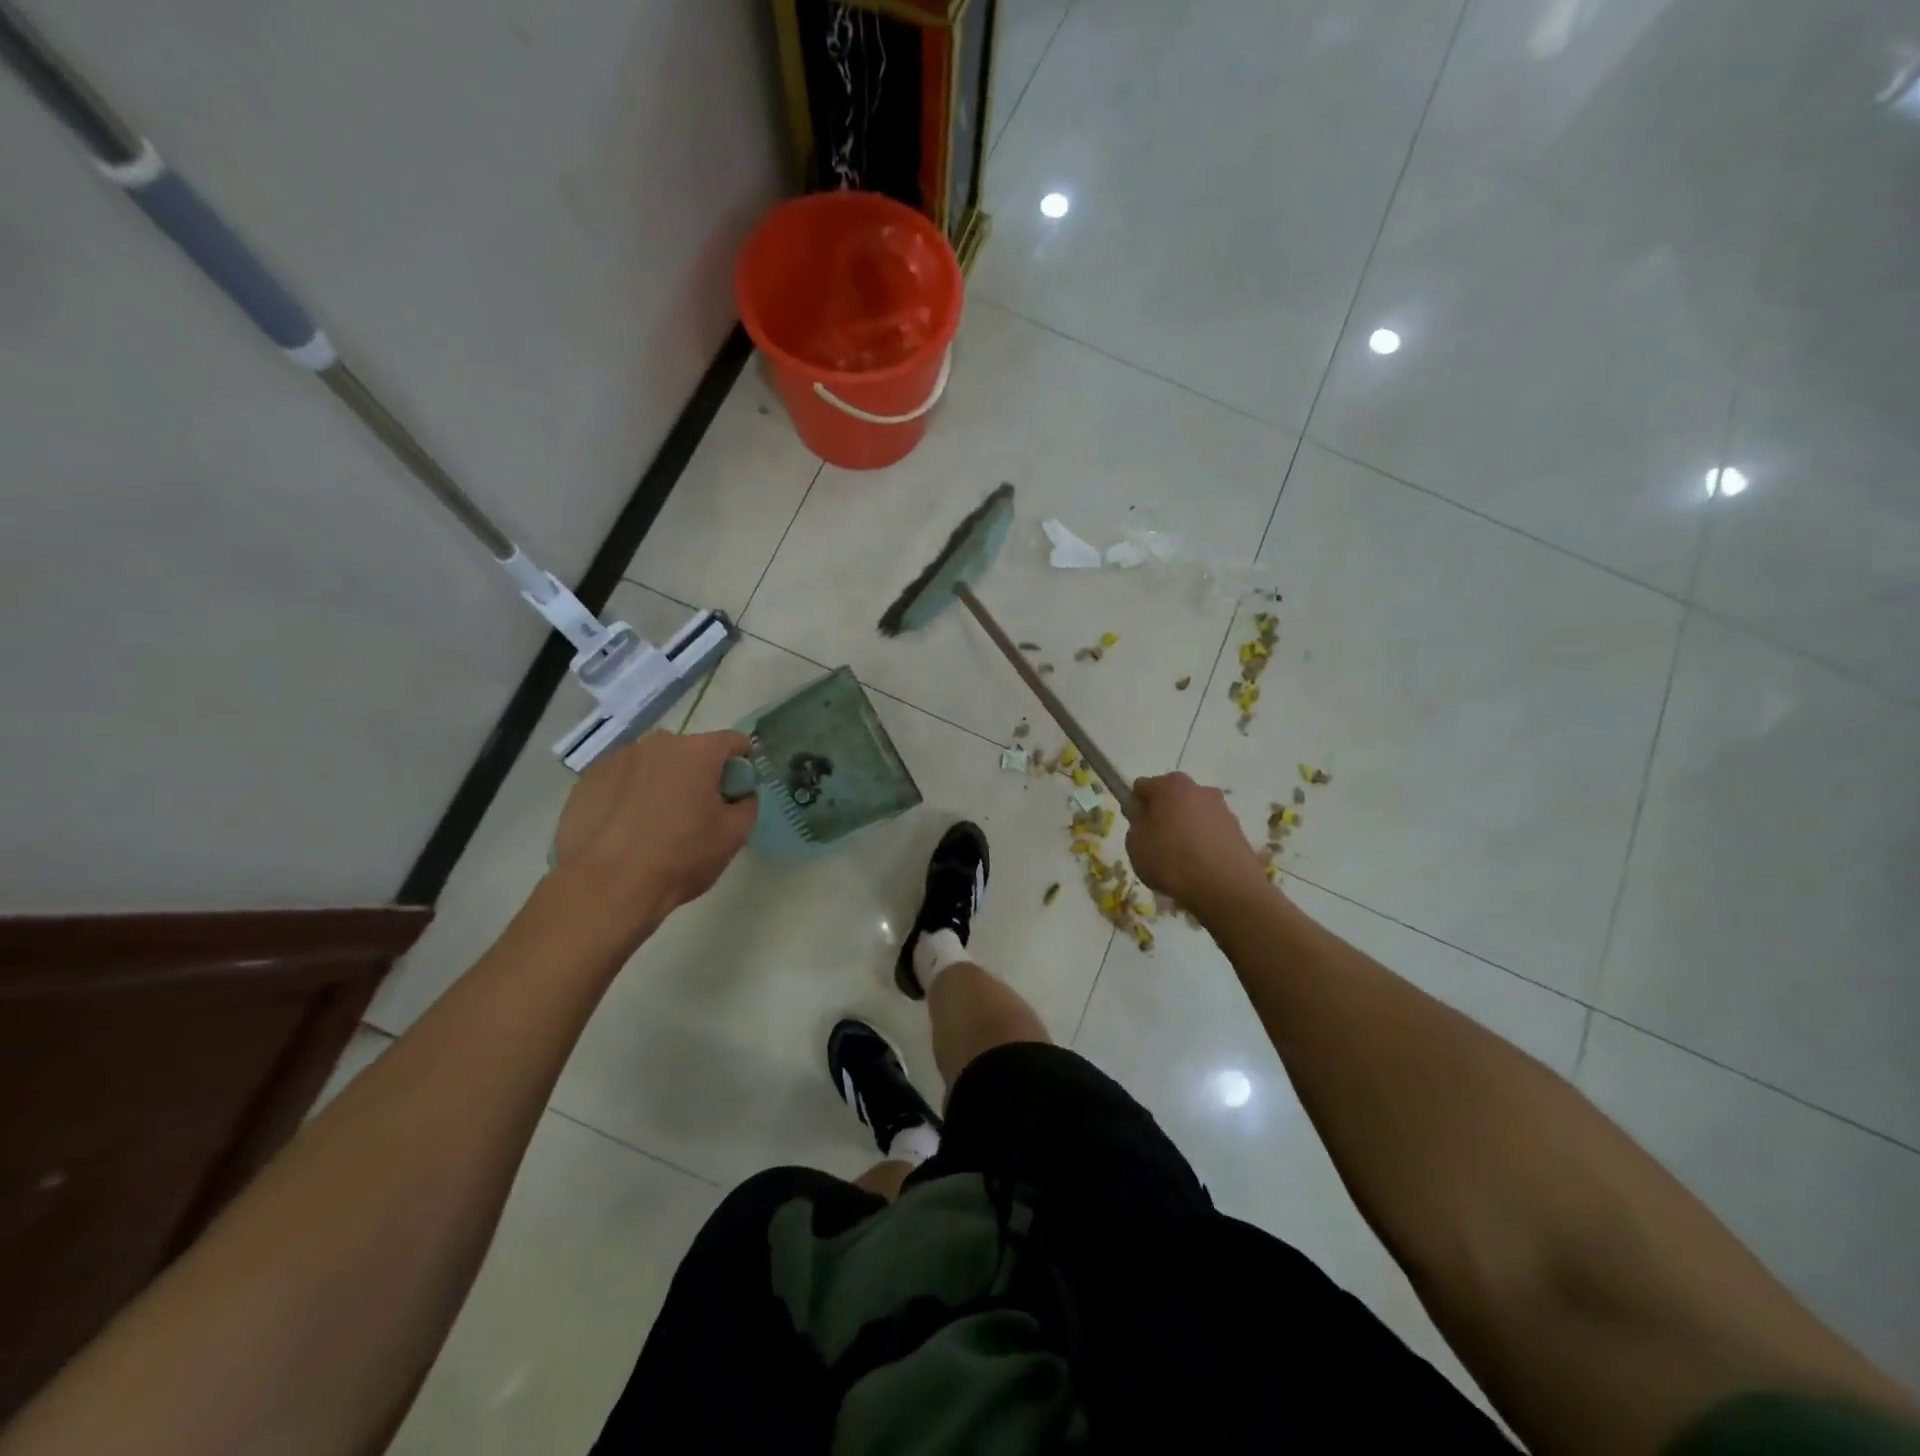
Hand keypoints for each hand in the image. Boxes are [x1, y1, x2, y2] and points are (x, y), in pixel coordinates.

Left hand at [551, 730, 757, 932]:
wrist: (607, 886)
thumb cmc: (680, 856)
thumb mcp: (734, 836)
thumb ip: (747, 805)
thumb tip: (738, 795)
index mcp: (698, 751)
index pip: (734, 742)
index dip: (742, 766)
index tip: (736, 793)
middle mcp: (657, 744)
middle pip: (690, 752)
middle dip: (698, 775)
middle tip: (696, 813)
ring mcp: (617, 759)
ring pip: (653, 765)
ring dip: (662, 783)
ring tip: (655, 824)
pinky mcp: (588, 780)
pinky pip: (621, 780)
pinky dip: (629, 795)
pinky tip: (625, 829)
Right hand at [1126, 772, 1270, 916]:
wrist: (1225, 887)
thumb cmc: (1171, 860)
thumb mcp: (1136, 844)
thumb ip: (1136, 823)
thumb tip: (1144, 815)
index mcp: (1170, 786)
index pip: (1143, 786)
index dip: (1136, 805)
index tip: (1136, 826)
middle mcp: (1198, 789)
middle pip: (1173, 795)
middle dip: (1164, 812)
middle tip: (1157, 839)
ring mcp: (1222, 809)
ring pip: (1195, 812)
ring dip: (1186, 826)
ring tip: (1181, 856)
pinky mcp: (1238, 830)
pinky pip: (1211, 830)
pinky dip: (1204, 840)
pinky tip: (1199, 864)